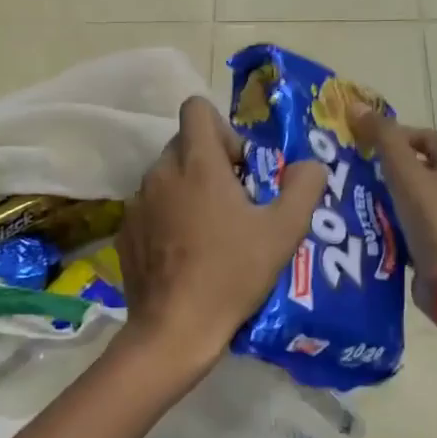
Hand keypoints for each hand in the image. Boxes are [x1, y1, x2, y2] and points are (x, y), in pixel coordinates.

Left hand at [117, 97, 325, 366]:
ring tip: (211, 232)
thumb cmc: (232, 274)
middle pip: (185, 144)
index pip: (197, 109)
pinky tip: (185, 255)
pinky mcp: (125, 232)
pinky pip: (151, 208)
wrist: (174, 329)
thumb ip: (304, 187)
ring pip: (167, 177)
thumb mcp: (283, 232)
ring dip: (189, 191)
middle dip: (211, 163)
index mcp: (197, 163)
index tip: (241, 167)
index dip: (224, 128)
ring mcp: (137, 204)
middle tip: (236, 203)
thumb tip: (311, 164)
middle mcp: (160, 173)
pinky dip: (168, 218)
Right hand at [352, 107, 436, 306]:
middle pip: (419, 167)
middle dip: (387, 167)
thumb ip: (383, 138)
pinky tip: (367, 227)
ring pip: (412, 198)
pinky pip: (411, 226)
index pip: (427, 137)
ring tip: (354, 199)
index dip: (398, 134)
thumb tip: (356, 106)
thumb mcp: (405, 172)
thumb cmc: (434, 219)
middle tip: (355, 171)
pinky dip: (391, 224)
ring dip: (386, 197)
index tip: (368, 144)